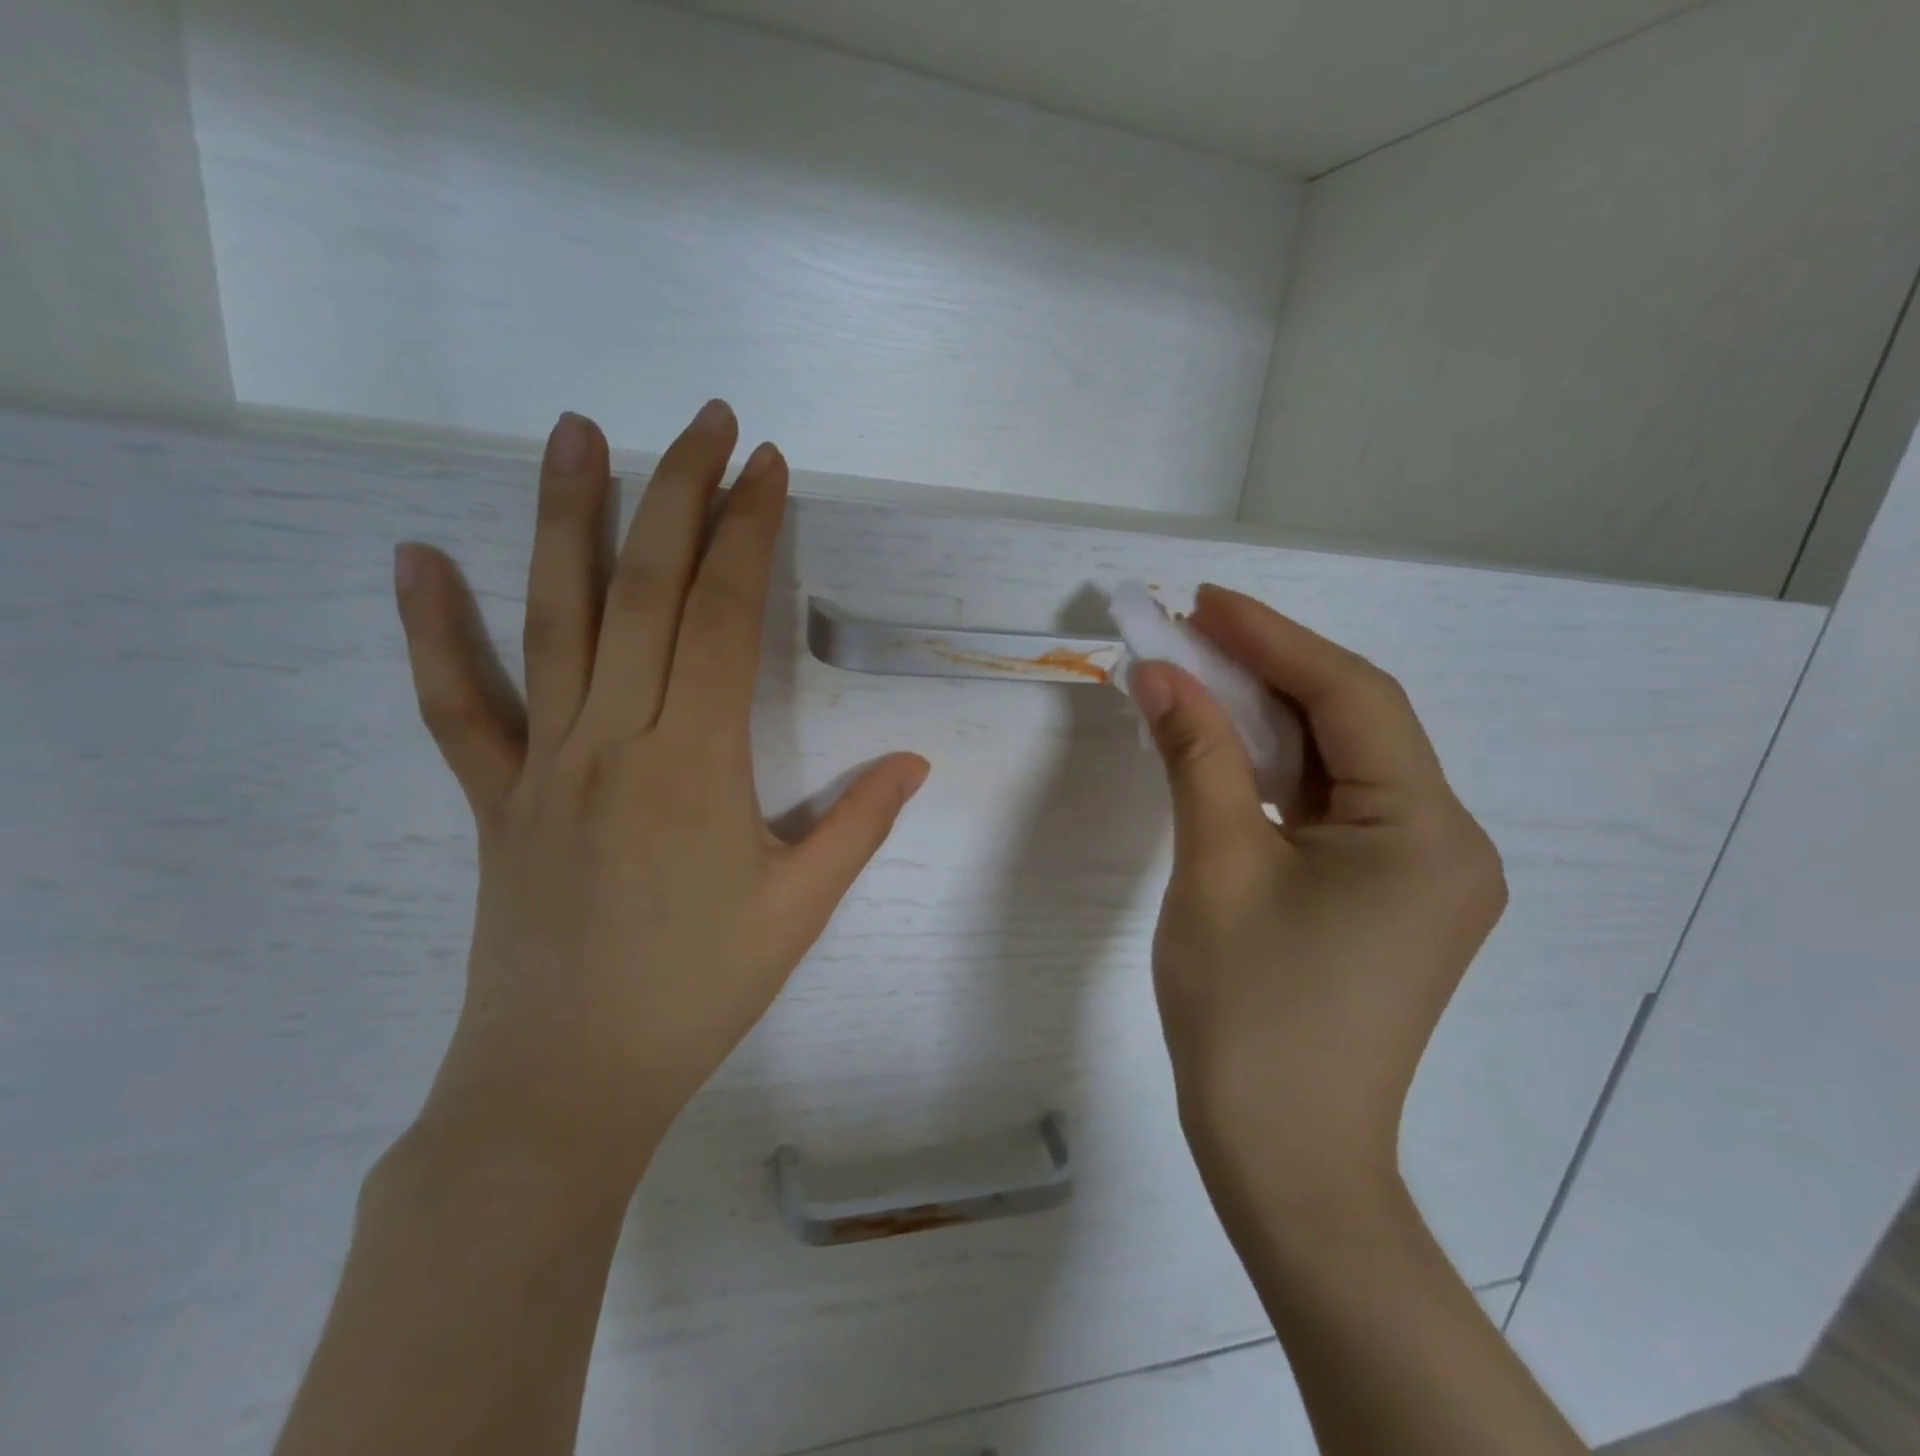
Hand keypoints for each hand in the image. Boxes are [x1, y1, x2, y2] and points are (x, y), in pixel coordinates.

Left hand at [390, 402, 928, 1196]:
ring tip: (576, 433)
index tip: (766, 466)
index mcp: (692, 762)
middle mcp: (611, 739)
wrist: (564, 1084)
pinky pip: (458, 704)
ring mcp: (541, 764)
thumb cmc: (696, 995)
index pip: (720, 615)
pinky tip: (413, 558)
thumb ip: (858, 825)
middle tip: (703, 419)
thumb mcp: (799, 910)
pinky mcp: (495, 798)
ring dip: (566, 518)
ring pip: (551, 619)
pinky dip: (433, 630)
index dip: (747, 532)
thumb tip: (912, 761)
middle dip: (678, 493)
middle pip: (643, 589)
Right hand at [1129, 586, 1505, 1210]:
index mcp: (1425, 832)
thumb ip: (1195, 754)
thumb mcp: (1215, 865)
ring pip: (1338, 764)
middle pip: (1352, 724)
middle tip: (1190, 630)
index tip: (1203, 600)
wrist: (1282, 1153)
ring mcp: (1419, 874)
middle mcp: (1444, 842)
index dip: (1273, 638)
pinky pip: (1330, 806)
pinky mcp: (1384, 897)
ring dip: (1267, 718)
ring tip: (1197, 675)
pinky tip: (1224, 746)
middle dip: (1267, 671)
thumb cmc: (1249, 1012)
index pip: (1352, 697)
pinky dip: (1275, 770)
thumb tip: (1159, 672)